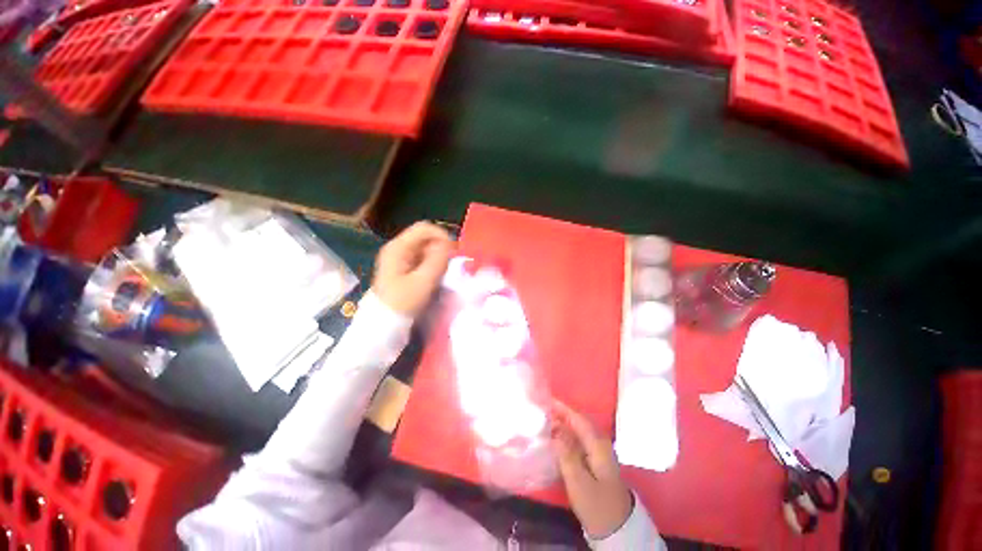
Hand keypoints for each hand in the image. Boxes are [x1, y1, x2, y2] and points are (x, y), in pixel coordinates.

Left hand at [372, 222, 454, 316]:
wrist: (384, 323)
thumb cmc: (402, 302)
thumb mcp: (423, 282)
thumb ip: (437, 261)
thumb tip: (449, 245)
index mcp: (398, 247)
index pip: (424, 228)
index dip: (442, 235)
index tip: (454, 251)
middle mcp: (399, 248)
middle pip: (426, 237)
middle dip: (441, 248)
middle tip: (450, 265)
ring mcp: (401, 258)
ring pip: (426, 248)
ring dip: (438, 257)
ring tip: (443, 273)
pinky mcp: (405, 267)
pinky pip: (423, 259)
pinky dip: (433, 264)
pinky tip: (435, 277)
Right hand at [550, 401, 633, 539]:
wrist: (617, 528)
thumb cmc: (597, 505)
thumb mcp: (578, 482)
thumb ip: (566, 453)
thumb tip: (555, 429)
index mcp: (598, 444)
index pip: (578, 418)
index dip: (562, 407)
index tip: (545, 399)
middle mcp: (600, 443)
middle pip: (579, 421)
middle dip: (561, 413)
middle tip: (541, 409)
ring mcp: (600, 451)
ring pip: (579, 430)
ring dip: (563, 422)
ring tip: (545, 420)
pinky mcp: (596, 460)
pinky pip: (580, 439)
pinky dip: (567, 434)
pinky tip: (556, 438)